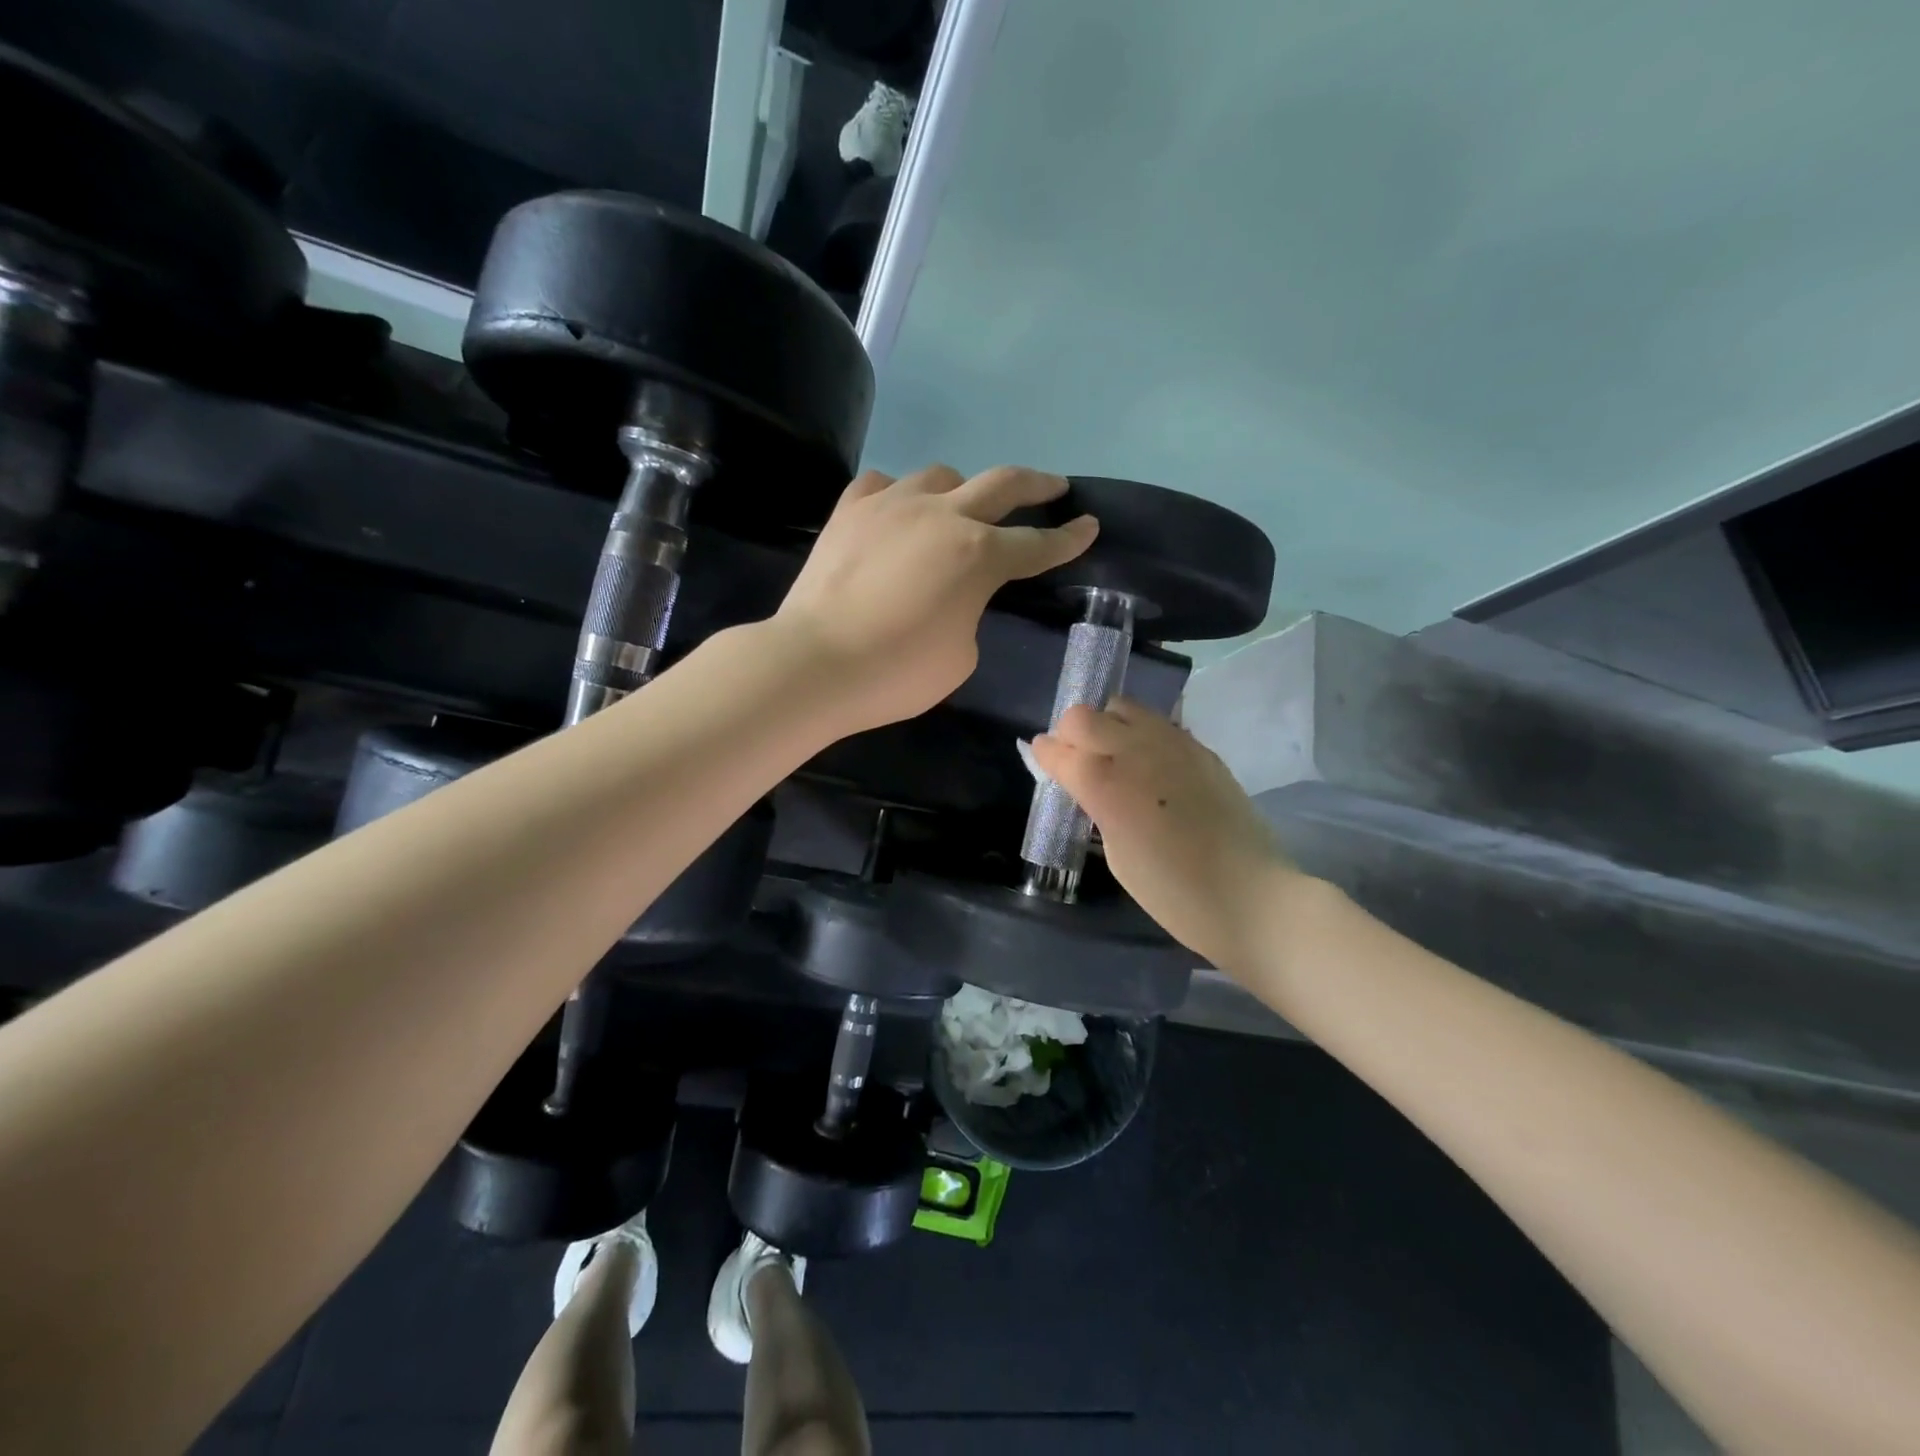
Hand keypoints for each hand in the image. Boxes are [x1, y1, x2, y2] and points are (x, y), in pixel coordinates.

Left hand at [774, 465, 1096, 732]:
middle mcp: (942, 516)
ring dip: (962, 490)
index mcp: (979, 556)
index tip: (1089, 525)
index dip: (1069, 538)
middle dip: (1036, 484)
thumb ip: (971, 612)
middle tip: (1054, 486)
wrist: (814, 663)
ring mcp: (892, 504)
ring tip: (962, 508)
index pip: (1037, 544)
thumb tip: (955, 594)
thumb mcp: (961, 656)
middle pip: (1002, 483)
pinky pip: (883, 484)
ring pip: (941, 476)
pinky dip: (900, 494)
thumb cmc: (896, 672)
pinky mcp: (850, 510)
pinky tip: (898, 511)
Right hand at [1030, 698, 1295, 971]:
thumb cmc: (1171, 891)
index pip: (1057, 749)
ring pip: (1122, 707)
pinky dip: (1142, 734)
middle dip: (1071, 733)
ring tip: (1115, 755)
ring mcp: (1171, 743)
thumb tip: (1089, 786)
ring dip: (1108, 725)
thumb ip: (1097, 806)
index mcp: (1103, 783)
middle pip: (1083, 716)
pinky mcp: (1199, 748)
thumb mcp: (1116, 854)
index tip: (1044, 759)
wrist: (1247, 895)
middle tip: (1078, 760)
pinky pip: (1158, 724)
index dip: (1045, 754)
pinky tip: (1150, 764)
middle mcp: (1133, 750)